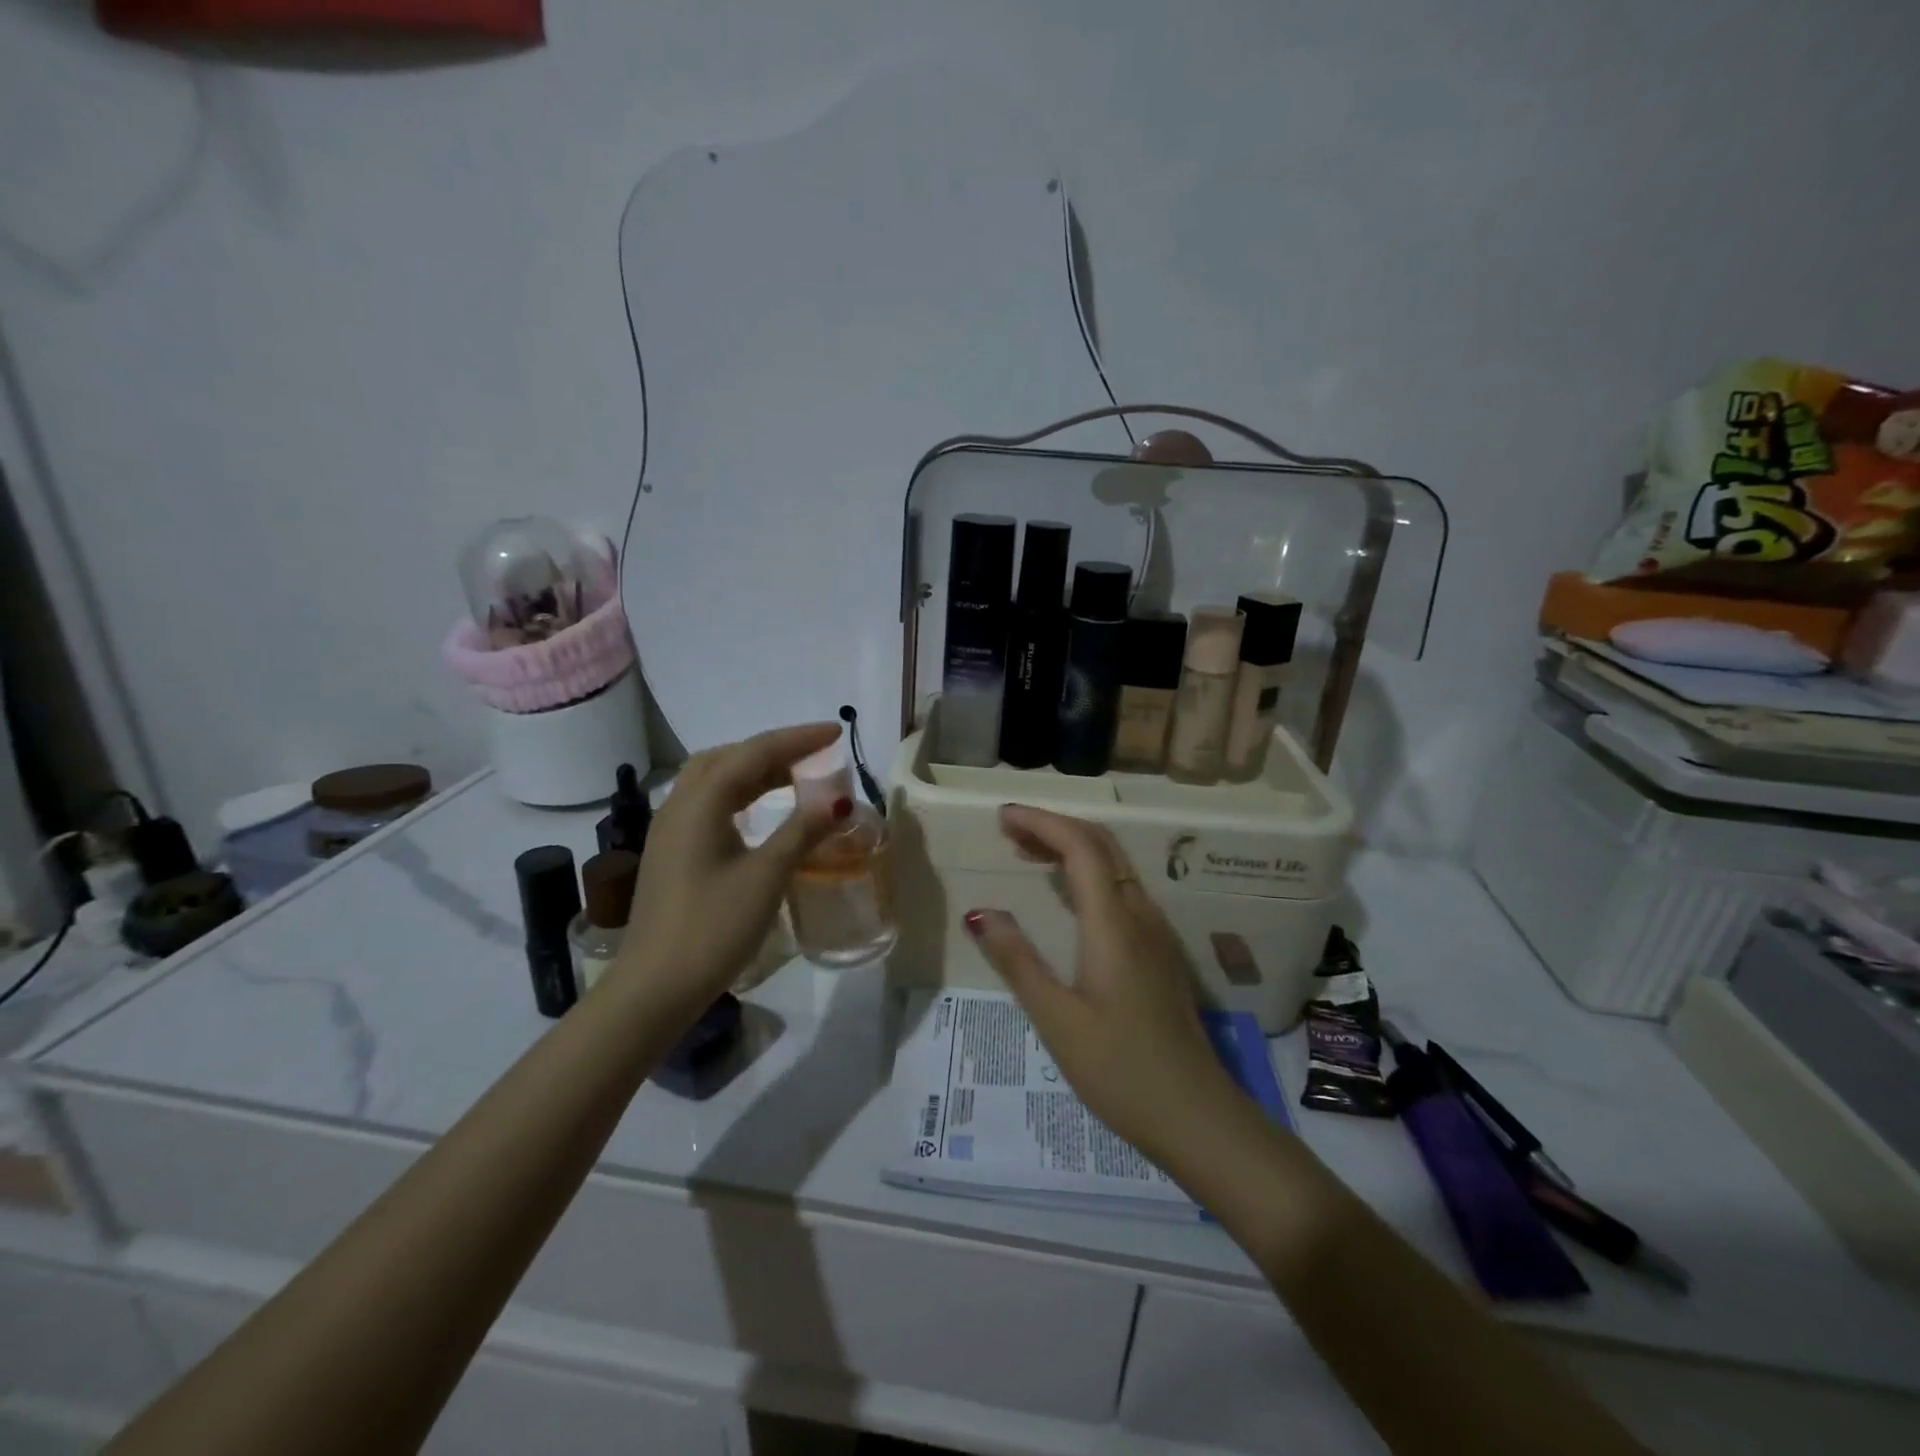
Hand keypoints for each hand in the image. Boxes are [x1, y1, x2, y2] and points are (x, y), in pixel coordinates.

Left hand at [612, 723, 848, 1012]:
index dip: (797, 739)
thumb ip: (802, 831)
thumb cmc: (713, 927)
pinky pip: (708, 803)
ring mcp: (670, 829)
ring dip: (755, 770)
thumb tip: (839, 801)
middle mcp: (680, 805)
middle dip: (773, 749)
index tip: (835, 732)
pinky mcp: (671, 852)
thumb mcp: (767, 876)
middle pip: (728, 758)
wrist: (655, 987)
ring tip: (795, 775)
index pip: (754, 752)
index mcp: (700, 802)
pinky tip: (760, 810)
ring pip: (714, 779)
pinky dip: (740, 793)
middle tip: (815, 754)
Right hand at [963, 806, 1241, 1166]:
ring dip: (1072, 847)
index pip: (1081, 847)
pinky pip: (1122, 889)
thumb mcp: (1057, 1019)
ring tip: (1027, 852)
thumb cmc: (1120, 1070)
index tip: (1002, 818)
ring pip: (1114, 865)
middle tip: (1009, 829)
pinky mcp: (1159, 952)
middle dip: (1055, 826)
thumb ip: (1017, 961)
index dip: (1042, 822)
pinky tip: (1066, 895)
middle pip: (1101, 845)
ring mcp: (1155, 933)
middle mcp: (1140, 915)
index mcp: (1114, 924)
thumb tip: (979, 912)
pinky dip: (1088, 873)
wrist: (1197, 1116)